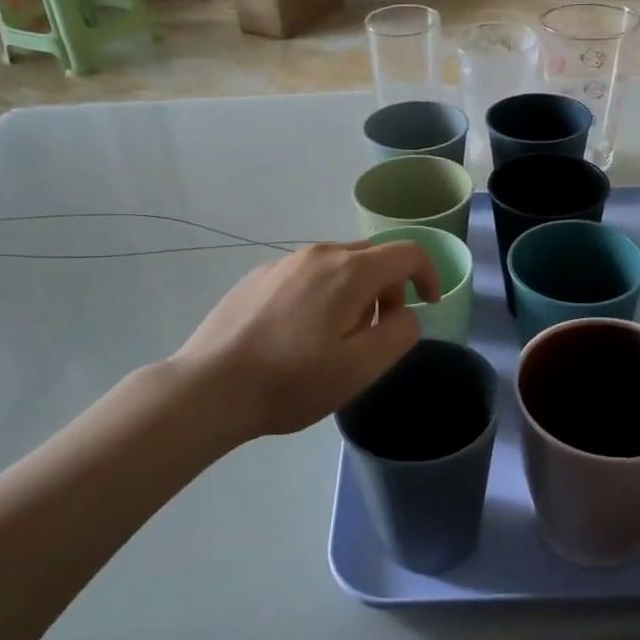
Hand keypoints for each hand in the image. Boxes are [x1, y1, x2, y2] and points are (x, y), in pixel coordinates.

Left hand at [169, 241, 441, 441]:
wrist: (211, 387)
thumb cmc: (293, 380)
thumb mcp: (361, 367)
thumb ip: (399, 334)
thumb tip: (404, 315)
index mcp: (350, 271)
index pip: (407, 253)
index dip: (428, 275)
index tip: (427, 305)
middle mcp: (319, 254)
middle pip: (372, 256)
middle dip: (390, 288)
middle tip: (380, 331)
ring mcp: (284, 262)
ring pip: (338, 264)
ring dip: (356, 291)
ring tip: (338, 336)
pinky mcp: (258, 277)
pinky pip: (307, 274)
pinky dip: (323, 293)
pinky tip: (300, 333)